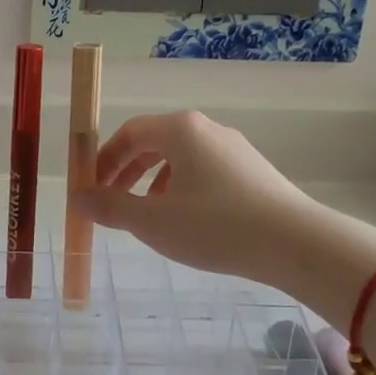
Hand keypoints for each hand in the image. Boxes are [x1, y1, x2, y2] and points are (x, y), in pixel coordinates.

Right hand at [75, 111, 318, 278]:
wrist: (296, 244)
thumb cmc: (215, 226)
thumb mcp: (151, 221)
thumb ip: (110, 207)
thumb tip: (78, 198)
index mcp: (180, 130)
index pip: (129, 132)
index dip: (103, 158)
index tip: (91, 187)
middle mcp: (207, 129)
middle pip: (154, 142)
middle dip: (127, 171)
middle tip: (112, 200)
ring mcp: (235, 149)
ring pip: (181, 158)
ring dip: (154, 182)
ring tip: (148, 214)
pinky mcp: (254, 171)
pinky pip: (205, 171)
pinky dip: (182, 189)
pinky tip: (187, 221)